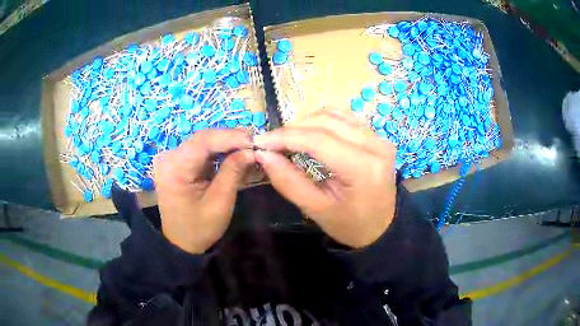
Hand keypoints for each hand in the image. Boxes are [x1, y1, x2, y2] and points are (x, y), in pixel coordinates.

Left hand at [153, 129, 254, 253]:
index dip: (230, 137)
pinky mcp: (178, 163)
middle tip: (255, 142)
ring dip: (226, 144)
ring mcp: (172, 159)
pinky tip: (234, 153)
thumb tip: (251, 150)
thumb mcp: (219, 203)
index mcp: (174, 169)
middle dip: (230, 139)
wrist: (181, 242)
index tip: (255, 139)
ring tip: (248, 147)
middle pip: (203, 139)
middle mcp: (169, 158)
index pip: (203, 141)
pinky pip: (200, 151)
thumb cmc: (199, 228)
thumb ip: (233, 172)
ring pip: (203, 142)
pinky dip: (219, 152)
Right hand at [254, 108, 396, 248]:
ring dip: (306, 122)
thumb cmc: (351, 226)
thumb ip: (289, 182)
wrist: (383, 228)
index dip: (285, 137)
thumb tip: (264, 155)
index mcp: (364, 168)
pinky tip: (310, 134)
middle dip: (293, 129)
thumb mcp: (317, 211)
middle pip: (326, 121)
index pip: (318, 140)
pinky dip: (322, 121)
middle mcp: (376, 145)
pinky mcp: (377, 136)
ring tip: (288, 139)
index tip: (260, 142)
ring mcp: (379, 137)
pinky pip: (345, 118)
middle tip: (271, 143)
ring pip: (334, 114)